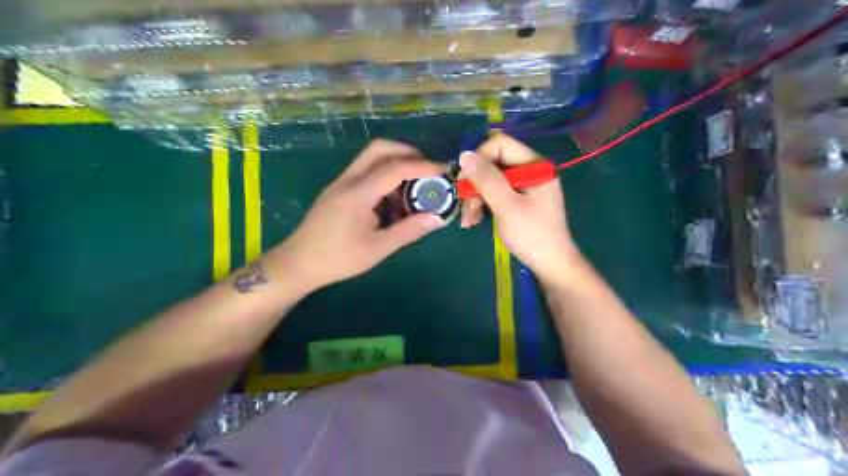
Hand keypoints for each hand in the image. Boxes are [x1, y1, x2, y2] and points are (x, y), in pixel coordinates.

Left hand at [275, 140, 445, 290]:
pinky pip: (364, 171)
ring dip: (395, 163)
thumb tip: (437, 218)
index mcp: (358, 194)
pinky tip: (391, 199)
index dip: (422, 166)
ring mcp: (340, 183)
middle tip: (427, 170)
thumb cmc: (338, 259)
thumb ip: (408, 230)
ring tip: (413, 188)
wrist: (298, 263)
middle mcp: (348, 180)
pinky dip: (383, 175)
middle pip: (380, 148)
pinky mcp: (338, 190)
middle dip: (408, 153)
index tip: (443, 171)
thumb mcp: (378, 248)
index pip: (395, 168)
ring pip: (371, 157)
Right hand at [458, 134, 583, 282]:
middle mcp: (530, 170)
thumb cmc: (532, 235)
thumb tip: (463, 155)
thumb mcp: (506, 206)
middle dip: (475, 184)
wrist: (551, 265)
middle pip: (493, 163)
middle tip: (464, 207)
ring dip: (475, 198)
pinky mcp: (519, 199)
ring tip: (468, 221)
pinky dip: (482, 205)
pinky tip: (474, 221)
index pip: (500, 145)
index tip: (464, 181)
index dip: (478, 158)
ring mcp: (525, 185)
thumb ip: (486, 179)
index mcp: (535, 165)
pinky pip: (495, 193)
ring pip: (490, 180)